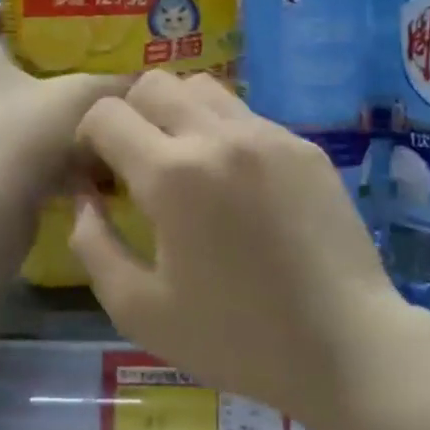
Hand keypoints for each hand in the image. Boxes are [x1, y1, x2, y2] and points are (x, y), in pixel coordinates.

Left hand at [0, 6, 129, 242]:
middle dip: (28, 70)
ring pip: (7, 117)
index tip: (17, 15)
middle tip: (70, 70)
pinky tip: (85, 168)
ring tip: (83, 119)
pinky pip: (18, 156)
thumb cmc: (25, 133)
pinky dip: (46, 159)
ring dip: (39, 117)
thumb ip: (115, 85)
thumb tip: (147, 79)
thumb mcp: (82, 97)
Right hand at [68, 70, 403, 428]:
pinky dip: (224, 132)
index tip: (99, 173)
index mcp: (172, 176)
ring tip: (187, 164)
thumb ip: (93, 245)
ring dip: (179, 113)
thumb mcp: (139, 310)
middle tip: (138, 163)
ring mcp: (269, 136)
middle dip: (131, 115)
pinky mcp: (304, 147)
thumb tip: (84, 198)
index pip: (107, 113)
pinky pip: (247, 115)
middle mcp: (219, 137)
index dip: (89, 137)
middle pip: (155, 83)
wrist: (345, 346)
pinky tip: (237, 183)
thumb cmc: (235, 338)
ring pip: (204, 88)